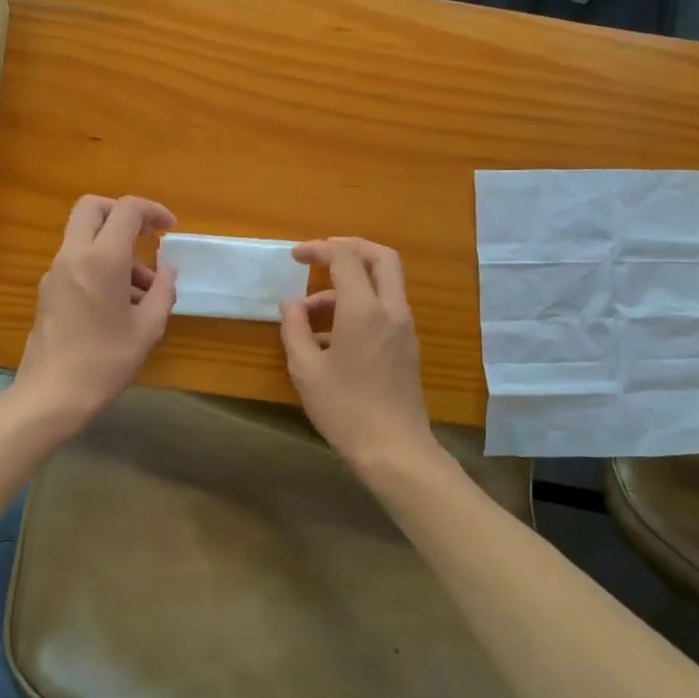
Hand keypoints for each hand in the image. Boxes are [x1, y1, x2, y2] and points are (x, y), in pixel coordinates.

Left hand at [14, 195, 177, 429]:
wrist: (52, 395)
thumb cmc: (106, 361)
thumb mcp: (148, 328)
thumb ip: (163, 291)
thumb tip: (168, 271)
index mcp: (103, 259)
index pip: (127, 210)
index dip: (153, 211)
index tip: (170, 229)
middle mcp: (74, 255)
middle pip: (93, 208)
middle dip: (123, 213)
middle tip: (146, 236)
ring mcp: (55, 272)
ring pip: (84, 236)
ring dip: (113, 245)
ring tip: (143, 289)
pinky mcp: (47, 290)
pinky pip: (76, 260)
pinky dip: (99, 264)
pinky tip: (118, 303)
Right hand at [280, 237, 440, 476]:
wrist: (394, 449)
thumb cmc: (345, 409)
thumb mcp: (305, 369)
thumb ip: (295, 328)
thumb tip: (291, 304)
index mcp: (364, 309)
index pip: (345, 257)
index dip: (319, 249)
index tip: (296, 256)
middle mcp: (391, 309)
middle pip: (380, 257)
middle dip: (350, 248)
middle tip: (321, 256)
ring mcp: (404, 327)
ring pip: (384, 284)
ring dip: (350, 284)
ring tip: (310, 316)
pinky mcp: (407, 346)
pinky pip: (385, 309)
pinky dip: (361, 306)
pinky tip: (331, 339)